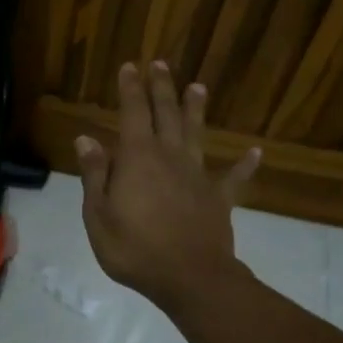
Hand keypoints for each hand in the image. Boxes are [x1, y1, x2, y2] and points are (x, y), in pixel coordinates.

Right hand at [74, 62, 259, 312]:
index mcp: (138, 158)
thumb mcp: (98, 215)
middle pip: (166, 115)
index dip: (131, 89)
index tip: (130, 66)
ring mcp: (198, 176)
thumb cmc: (135, 249)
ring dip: (196, 110)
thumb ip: (95, 175)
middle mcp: (170, 157)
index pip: (133, 113)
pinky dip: (244, 165)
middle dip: (162, 88)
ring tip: (198, 87)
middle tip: (160, 64)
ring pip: (196, 135)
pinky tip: (255, 152)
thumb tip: (86, 138)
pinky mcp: (219, 199)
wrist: (190, 278)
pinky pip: (233, 178)